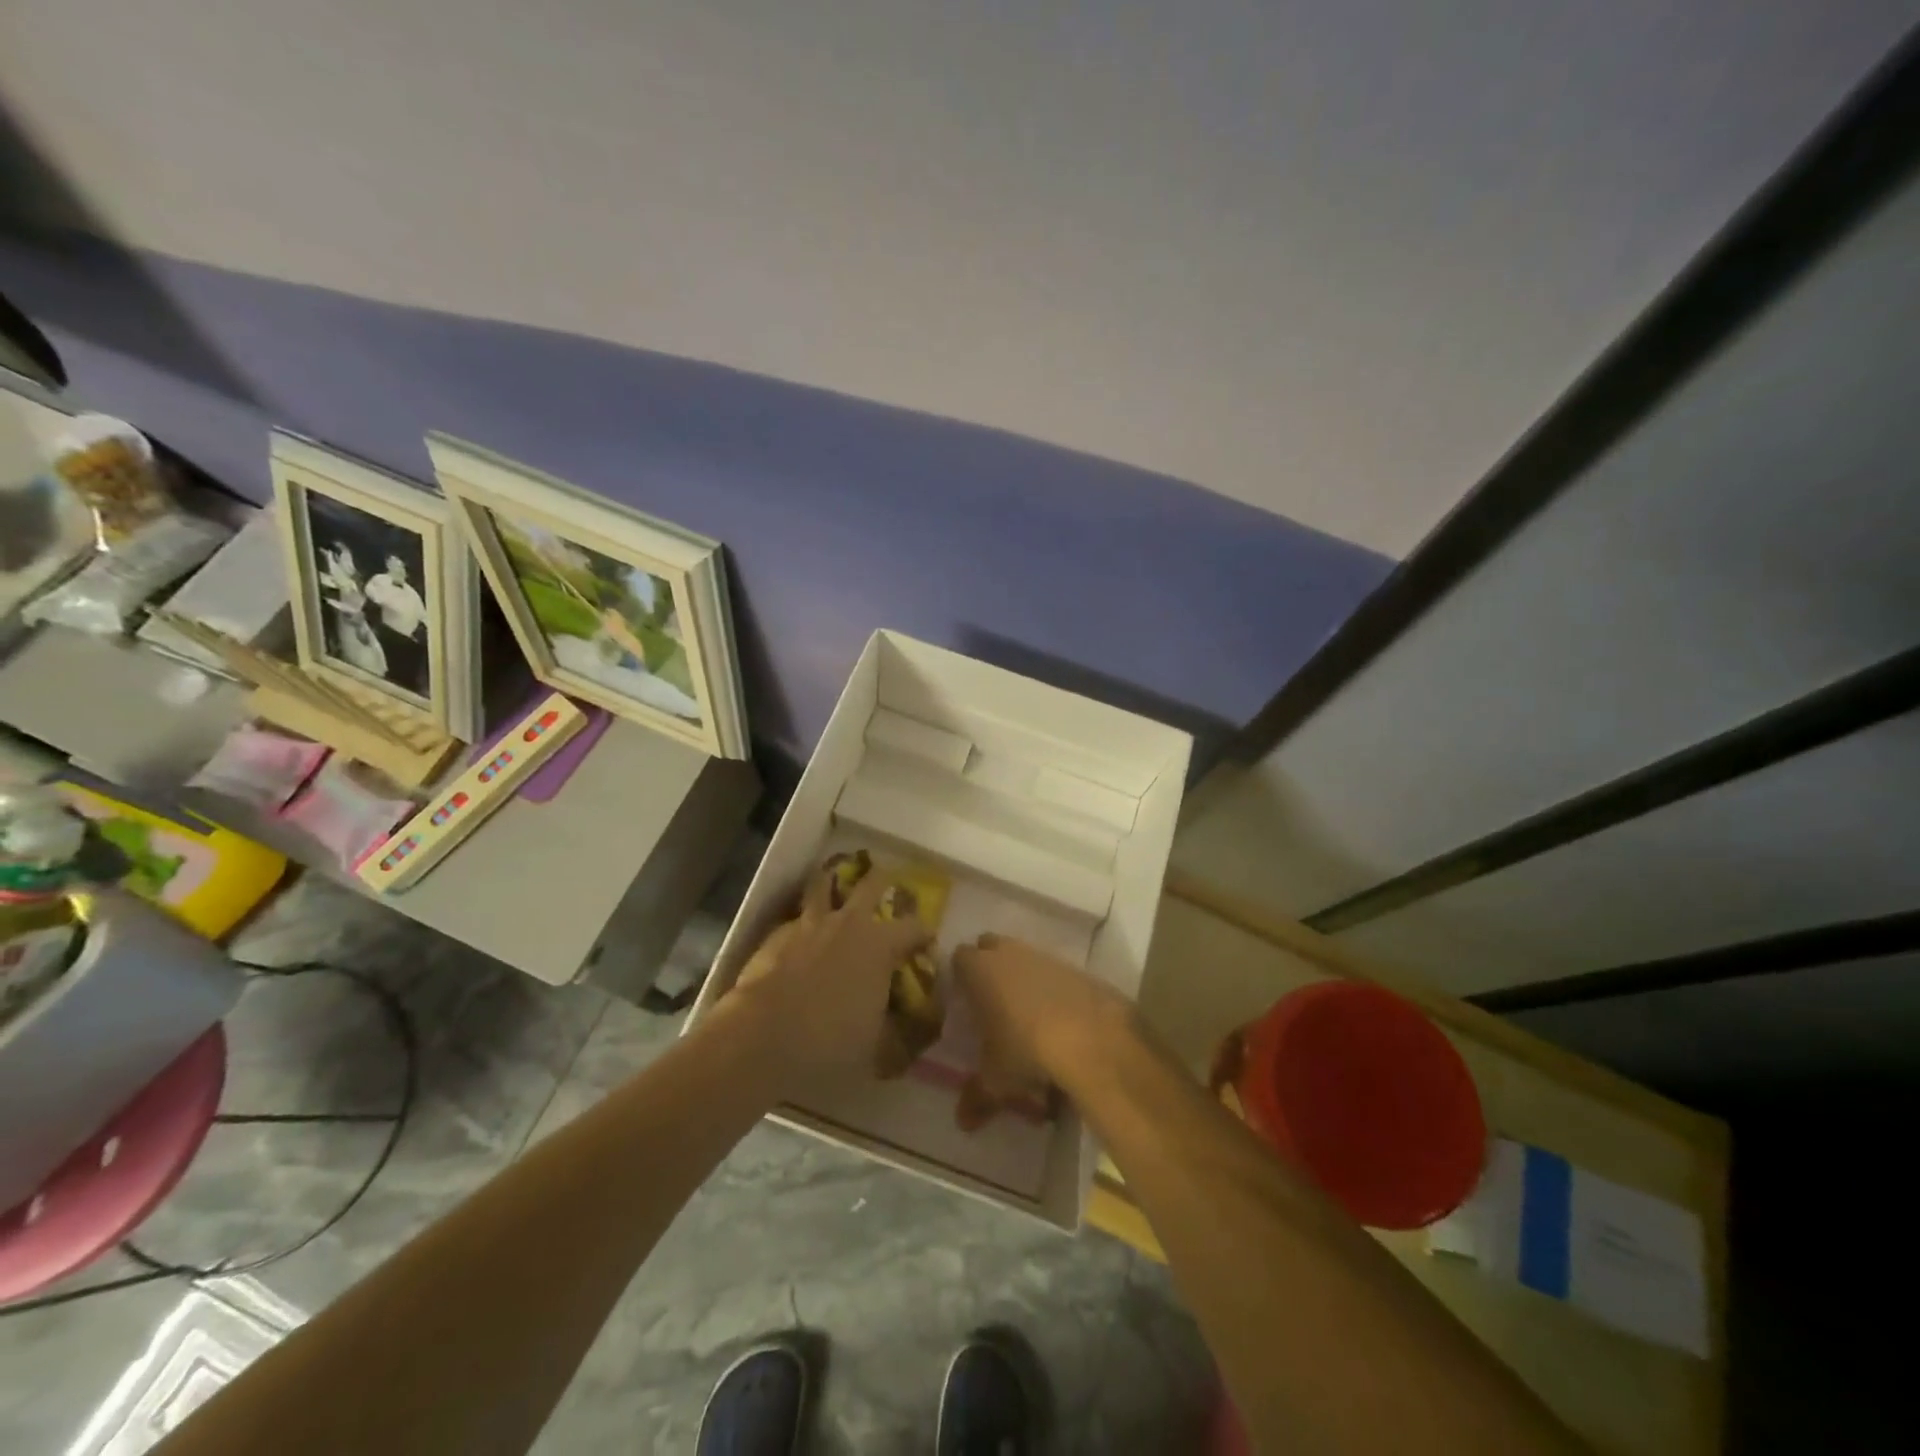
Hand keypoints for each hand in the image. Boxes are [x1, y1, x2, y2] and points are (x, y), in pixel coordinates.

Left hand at [726, 872, 931, 1088]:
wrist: (760, 1041)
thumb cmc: (830, 1044)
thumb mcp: (880, 1050)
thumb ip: (904, 1033)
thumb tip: (921, 1028)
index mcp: (880, 944)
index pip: (915, 927)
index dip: (924, 935)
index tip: (926, 947)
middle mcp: (847, 923)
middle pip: (871, 884)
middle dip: (883, 882)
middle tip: (887, 887)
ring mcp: (808, 924)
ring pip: (824, 885)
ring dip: (834, 885)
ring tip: (836, 887)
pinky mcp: (775, 935)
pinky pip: (796, 919)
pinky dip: (803, 925)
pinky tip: (800, 941)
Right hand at [950, 934, 1127, 1130]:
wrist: (1090, 1037)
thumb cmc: (1026, 1050)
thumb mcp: (997, 1080)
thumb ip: (976, 1097)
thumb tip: (962, 1122)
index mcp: (979, 971)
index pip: (959, 957)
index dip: (960, 975)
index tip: (963, 999)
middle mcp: (1009, 954)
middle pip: (991, 946)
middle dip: (989, 965)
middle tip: (991, 1000)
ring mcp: (1044, 956)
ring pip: (1024, 956)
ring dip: (1022, 976)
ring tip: (1027, 1014)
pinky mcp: (1075, 967)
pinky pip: (1054, 971)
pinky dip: (1052, 988)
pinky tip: (1059, 1018)